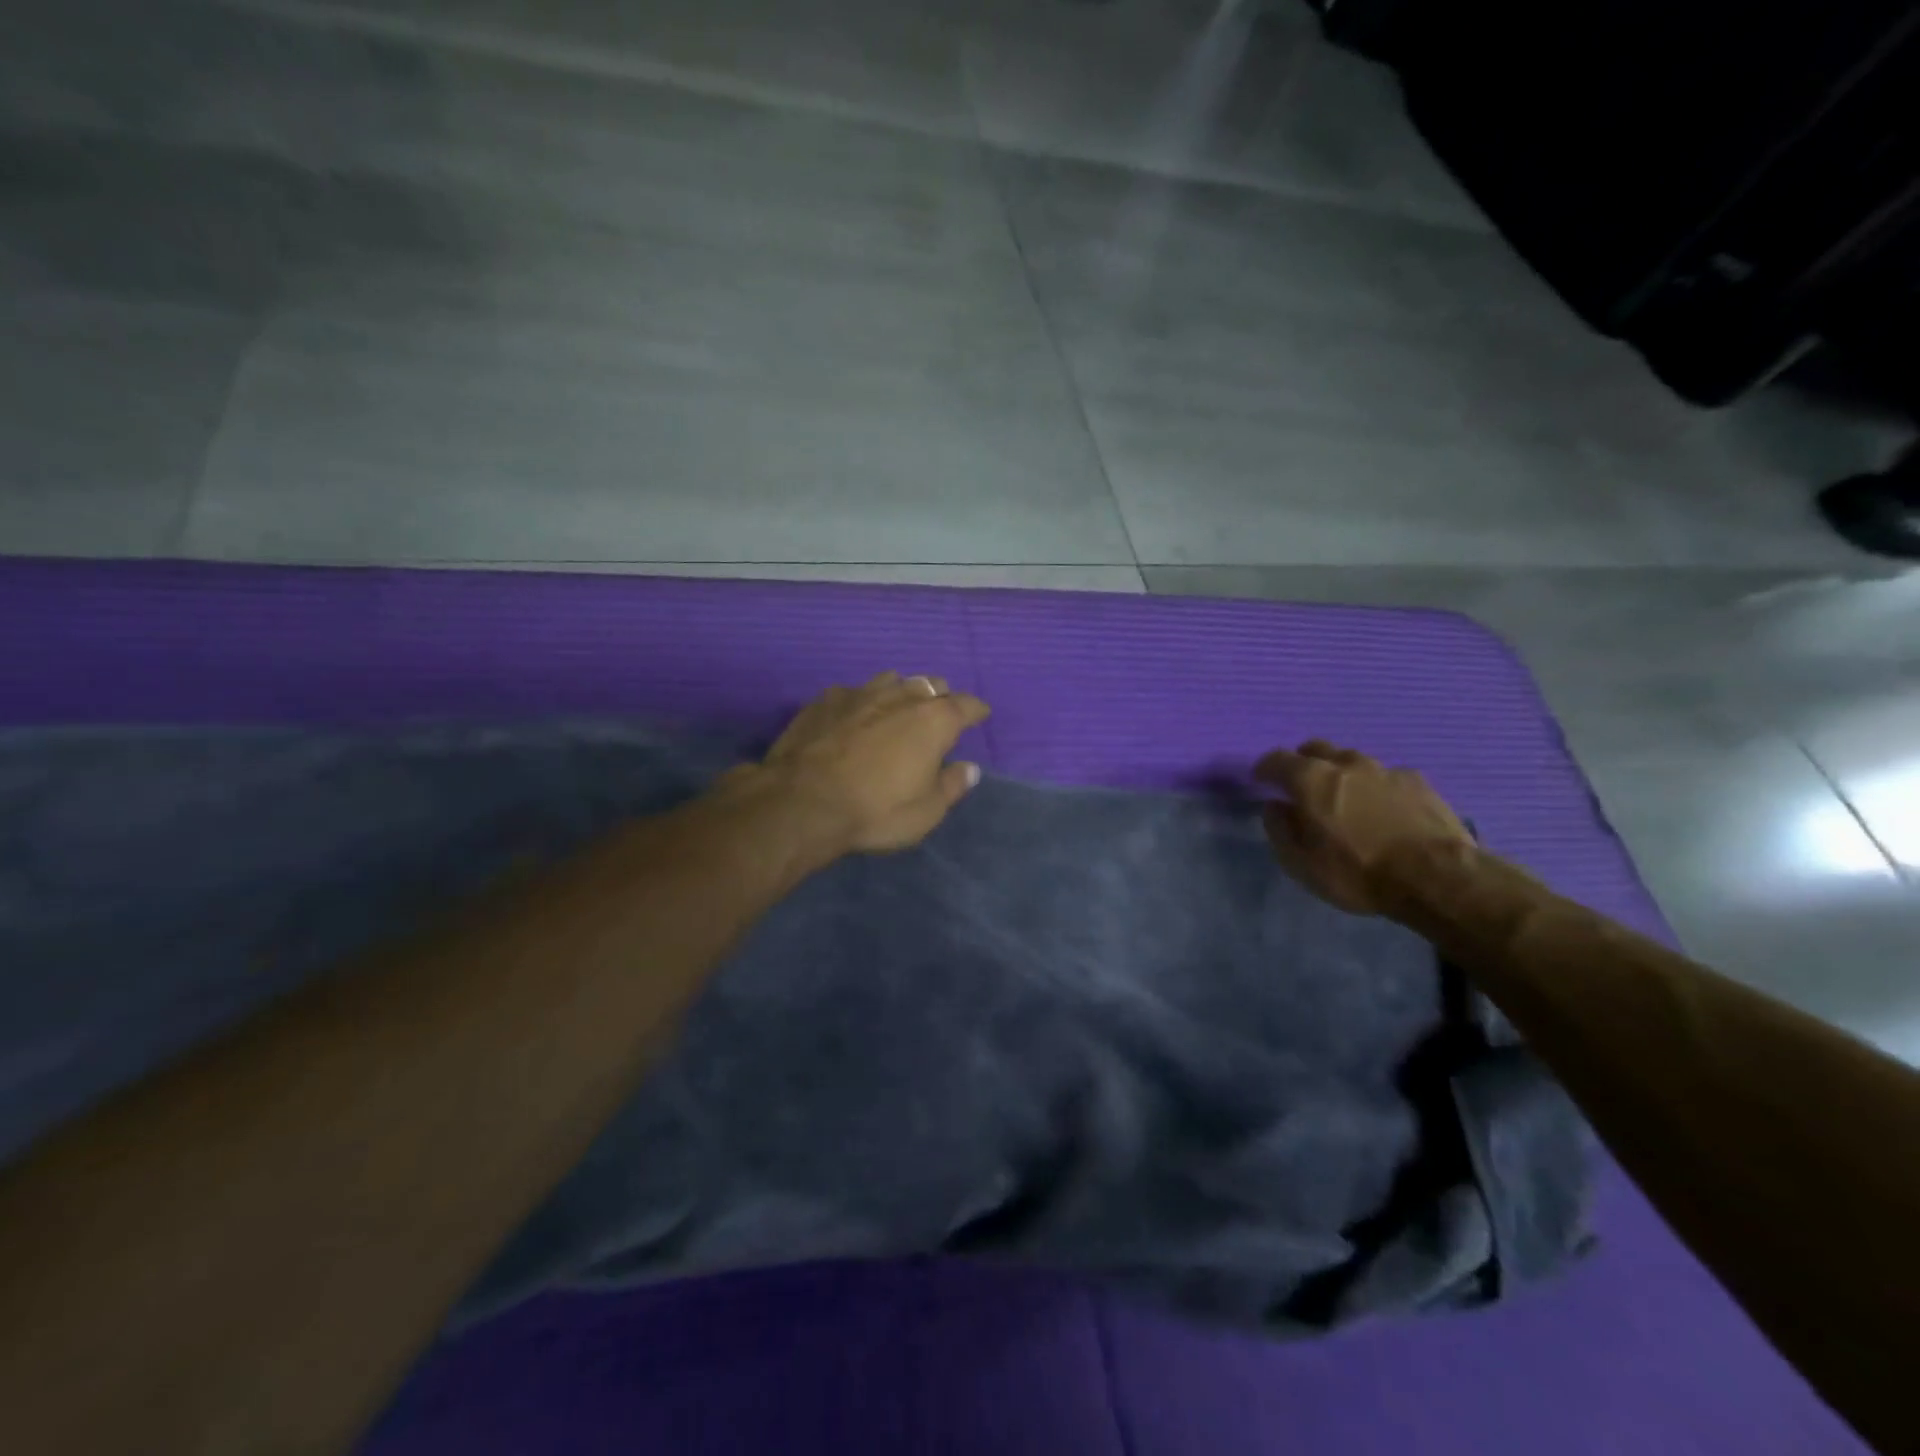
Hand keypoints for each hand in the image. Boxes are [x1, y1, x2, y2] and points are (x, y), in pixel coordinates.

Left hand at [752, 672, 991, 855]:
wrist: (801, 802)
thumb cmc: (875, 810)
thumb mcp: (925, 812)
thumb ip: (951, 786)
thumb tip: (969, 769)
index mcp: (933, 721)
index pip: (965, 705)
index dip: (976, 709)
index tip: (980, 714)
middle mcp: (900, 696)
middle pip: (930, 684)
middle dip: (940, 696)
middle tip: (940, 713)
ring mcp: (859, 693)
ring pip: (891, 679)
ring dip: (901, 691)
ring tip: (899, 707)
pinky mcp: (824, 700)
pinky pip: (854, 691)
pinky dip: (863, 701)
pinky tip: (855, 715)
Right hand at [1254, 740, 1472, 915]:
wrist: (1437, 877)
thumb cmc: (1358, 872)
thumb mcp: (1302, 863)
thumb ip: (1280, 830)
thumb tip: (1275, 807)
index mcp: (1311, 779)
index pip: (1277, 759)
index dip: (1265, 768)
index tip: (1260, 779)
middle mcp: (1346, 764)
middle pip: (1316, 749)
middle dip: (1302, 762)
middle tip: (1301, 785)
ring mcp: (1385, 770)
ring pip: (1353, 760)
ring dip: (1341, 772)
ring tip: (1345, 797)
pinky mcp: (1418, 782)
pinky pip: (1386, 776)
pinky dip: (1375, 787)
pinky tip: (1383, 809)